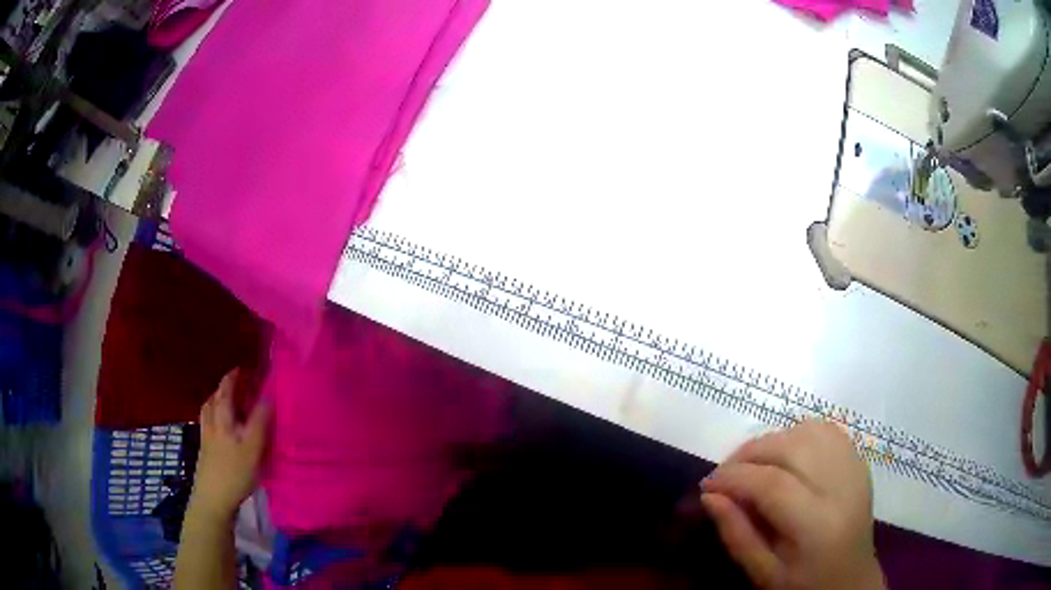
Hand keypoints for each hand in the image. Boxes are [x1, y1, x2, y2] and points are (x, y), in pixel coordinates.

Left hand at [191, 369, 271, 519]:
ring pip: (208, 413)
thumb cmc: (234, 473)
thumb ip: (260, 422)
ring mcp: (206, 439)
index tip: (242, 369)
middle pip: (213, 400)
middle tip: (236, 385)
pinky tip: (221, 429)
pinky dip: (214, 419)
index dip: (232, 379)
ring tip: (226, 403)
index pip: (226, 392)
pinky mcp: (205, 452)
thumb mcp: (253, 448)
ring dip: (216, 402)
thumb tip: (269, 396)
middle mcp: (211, 424)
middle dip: (223, 389)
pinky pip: (208, 425)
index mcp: (222, 420)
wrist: (212, 499)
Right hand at [701, 420, 884, 589]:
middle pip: (791, 447)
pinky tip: (784, 455)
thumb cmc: (802, 584)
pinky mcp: (859, 460)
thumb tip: (709, 495)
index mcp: (817, 525)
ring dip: (772, 441)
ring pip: (808, 431)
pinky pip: (826, 430)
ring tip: (753, 464)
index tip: (707, 485)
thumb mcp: (762, 573)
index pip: (772, 484)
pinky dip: (797, 435)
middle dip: (748, 453)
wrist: (851, 579)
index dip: (734, 477)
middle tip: (725, 473)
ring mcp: (855, 468)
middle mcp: (842, 487)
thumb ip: (736, 534)